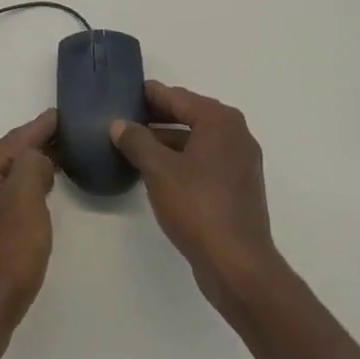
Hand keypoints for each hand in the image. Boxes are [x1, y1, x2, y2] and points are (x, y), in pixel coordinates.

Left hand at [0, 109, 57, 358]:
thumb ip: (32, 165)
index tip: (63, 114)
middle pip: (7, 156)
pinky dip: (22, 192)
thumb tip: (37, 158)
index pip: (15, 139)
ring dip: (30, 170)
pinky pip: (3, 200)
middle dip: (36, 146)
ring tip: (57, 162)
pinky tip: (37, 198)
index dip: (41, 127)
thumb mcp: (25, 201)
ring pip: (5, 179)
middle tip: (68, 138)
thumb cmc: (4, 256)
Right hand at [110, 82, 279, 313]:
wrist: (238, 266)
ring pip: (197, 141)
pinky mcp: (239, 188)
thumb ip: (137, 142)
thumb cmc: (198, 207)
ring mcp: (240, 162)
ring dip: (168, 141)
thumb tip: (119, 124)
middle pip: (189, 116)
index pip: (178, 97)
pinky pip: (205, 162)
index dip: (150, 95)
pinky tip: (159, 172)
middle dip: (158, 118)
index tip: (126, 92)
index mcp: (220, 121)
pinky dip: (183, 160)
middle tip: (126, 118)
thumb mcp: (159, 170)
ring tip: (136, 146)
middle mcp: (236, 134)